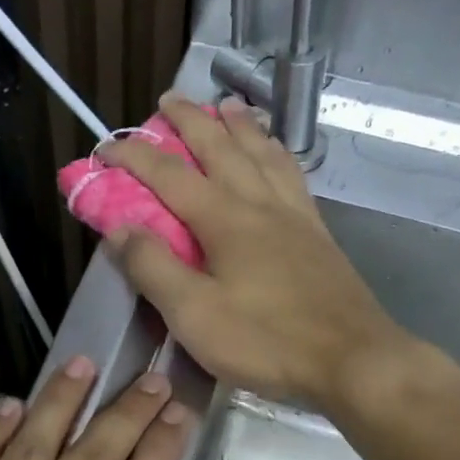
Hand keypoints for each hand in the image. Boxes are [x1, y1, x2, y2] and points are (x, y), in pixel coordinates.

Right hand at [99, 94, 407, 410]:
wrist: (353, 360)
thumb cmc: (267, 341)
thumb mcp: (195, 315)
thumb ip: (154, 269)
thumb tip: (119, 228)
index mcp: (225, 220)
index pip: (170, 175)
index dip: (135, 156)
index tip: (106, 145)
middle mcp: (260, 204)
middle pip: (221, 148)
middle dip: (190, 120)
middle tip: (169, 100)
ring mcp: (295, 216)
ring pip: (263, 153)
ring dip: (240, 125)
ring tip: (227, 105)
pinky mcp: (318, 235)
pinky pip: (293, 176)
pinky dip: (277, 153)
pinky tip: (277, 155)